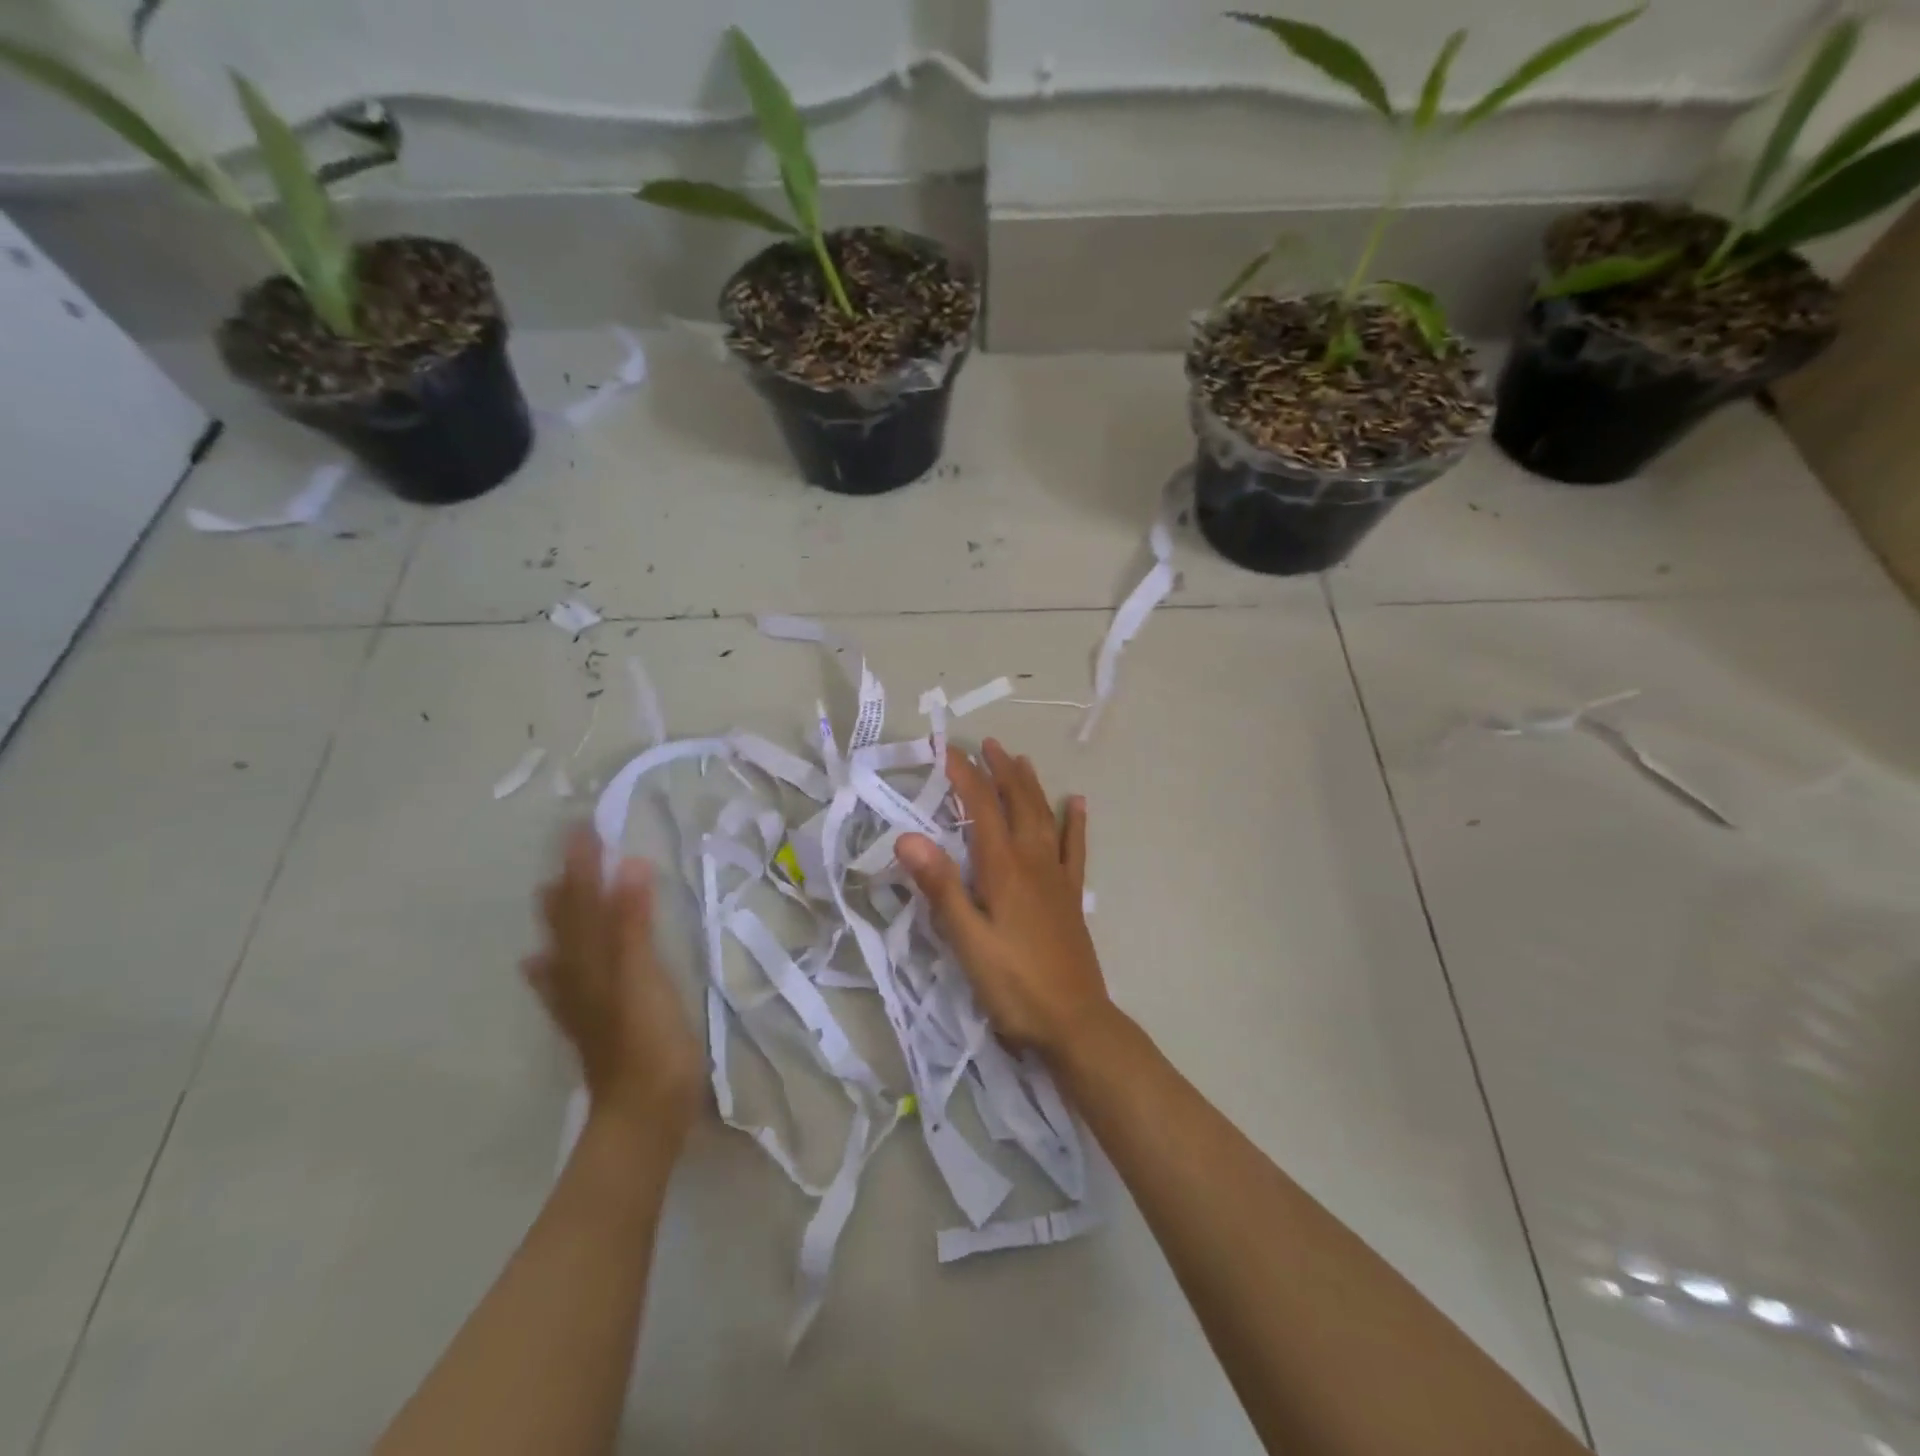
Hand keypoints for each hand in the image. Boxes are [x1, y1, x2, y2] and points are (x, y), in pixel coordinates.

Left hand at [523, 826, 703, 1135]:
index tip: (583, 825)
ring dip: (559, 916)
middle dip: (568, 881)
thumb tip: (628, 867)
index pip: (585, 898)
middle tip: (570, 847)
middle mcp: (578, 974)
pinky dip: (551, 967)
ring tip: (550, 890)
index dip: (584, 862)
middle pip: (567, 919)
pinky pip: (562, 984)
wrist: (642, 1112)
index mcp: (592, 958)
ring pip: (562, 947)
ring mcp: (581, 1001)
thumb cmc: (648, 1041)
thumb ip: (634, 923)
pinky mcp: (591, 1022)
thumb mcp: (644, 976)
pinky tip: (540, 966)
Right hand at [897, 740, 1111, 1058]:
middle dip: (1000, 771)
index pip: (981, 808)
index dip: (965, 776)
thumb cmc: (1013, 985)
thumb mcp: (967, 941)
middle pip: (1017, 804)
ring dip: (1031, 786)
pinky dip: (1073, 822)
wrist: (1074, 1022)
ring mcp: (1056, 877)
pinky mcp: (1070, 896)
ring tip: (1021, 760)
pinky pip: (1074, 848)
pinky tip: (1076, 804)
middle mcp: (1033, 862)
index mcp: (1004, 869)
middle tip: (987, 745)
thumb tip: (907, 838)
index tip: (947, 750)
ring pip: (1044, 817)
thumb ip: (941, 888)